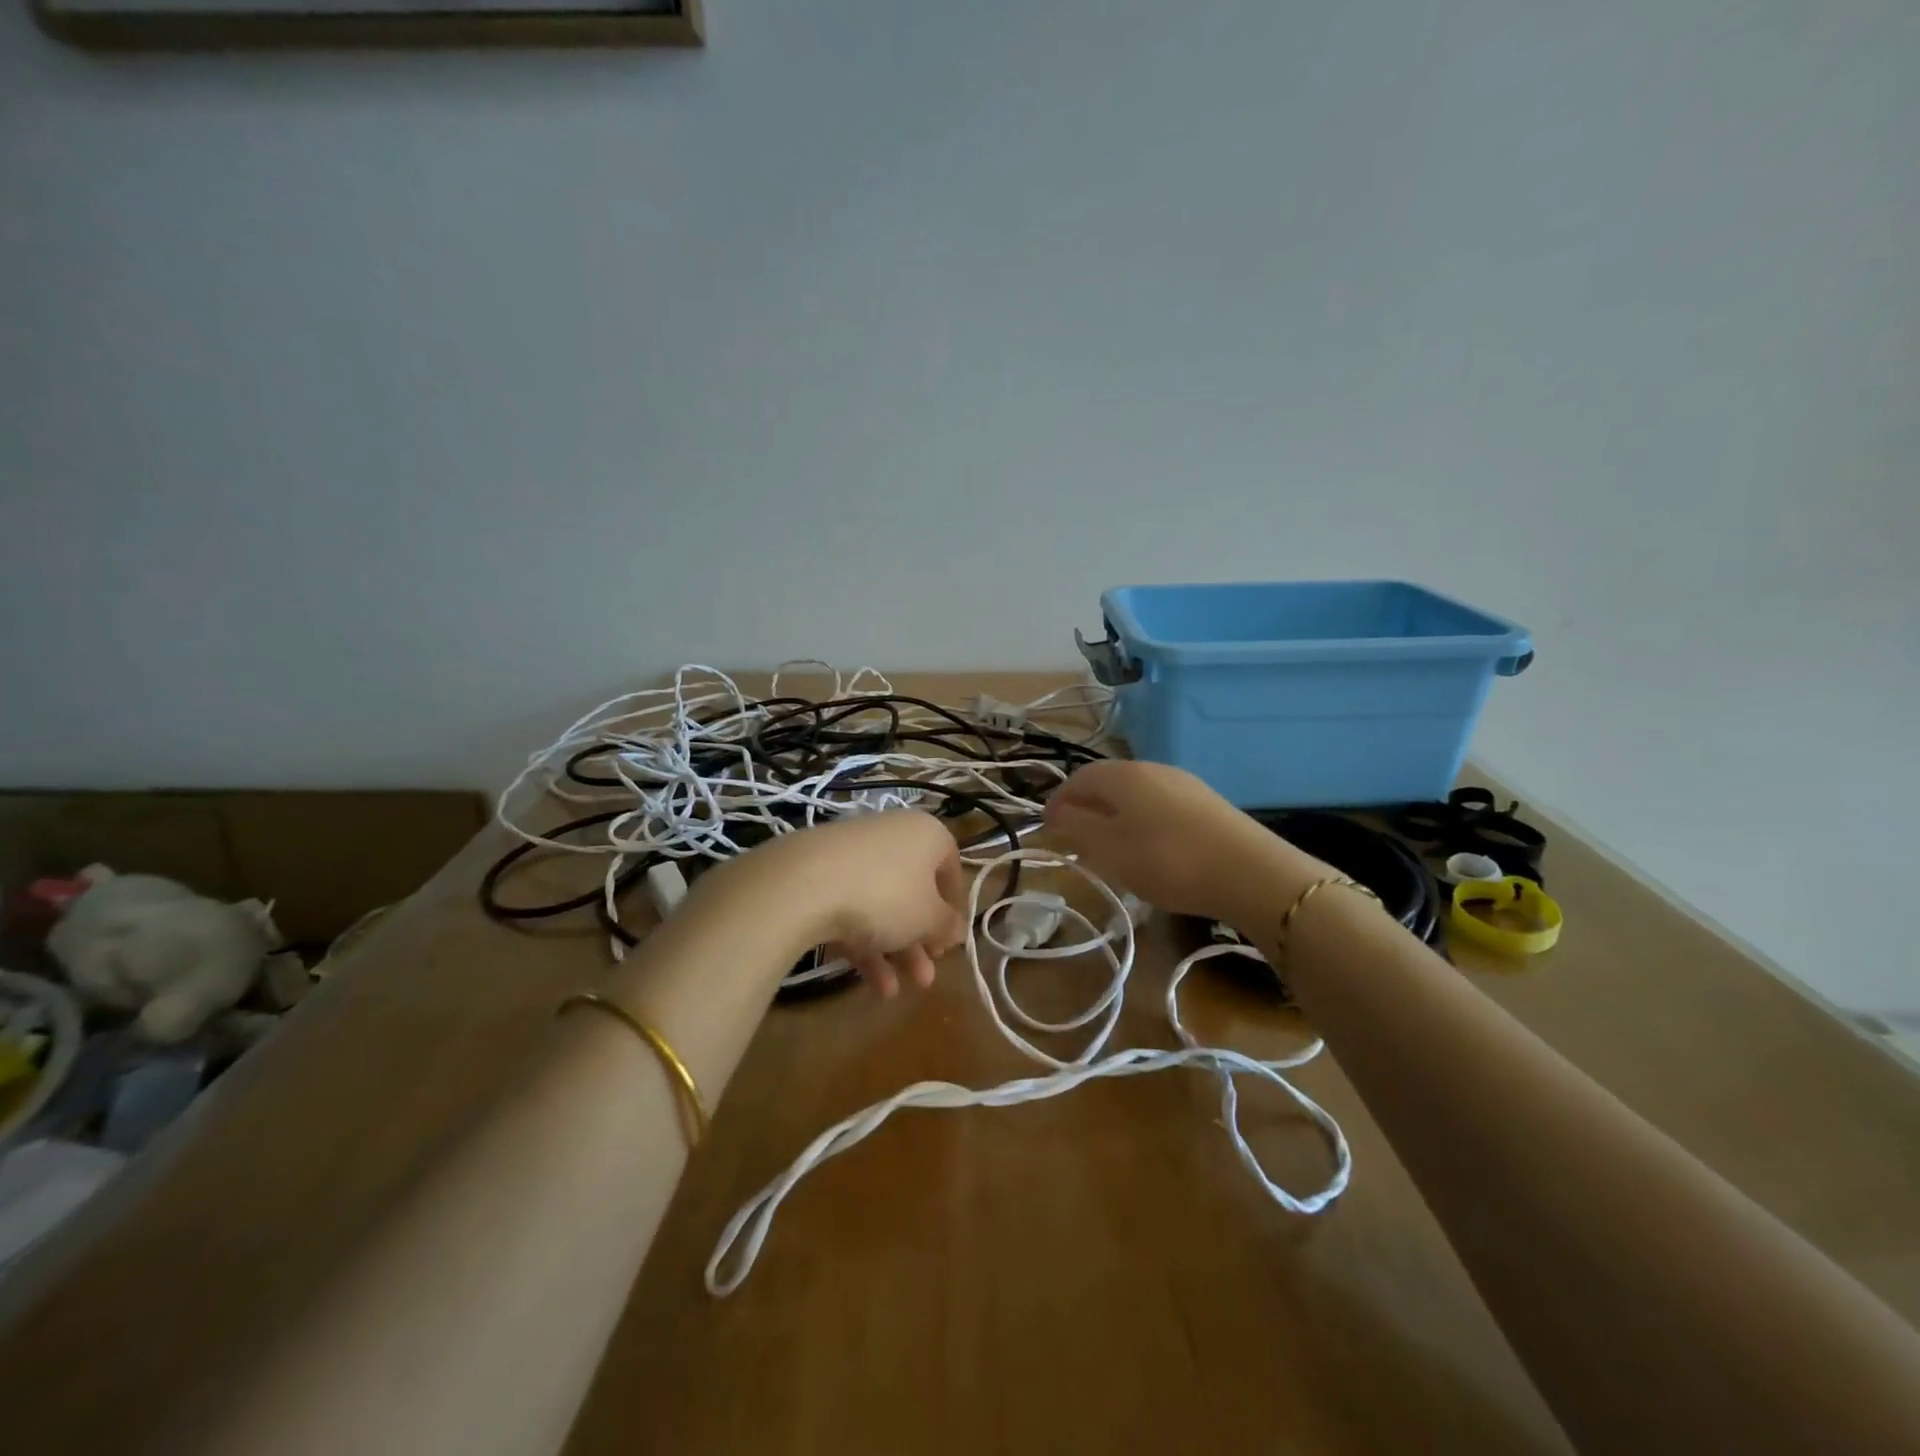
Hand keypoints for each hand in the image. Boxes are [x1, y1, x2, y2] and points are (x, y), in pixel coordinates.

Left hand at [754, 811, 967, 998]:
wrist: (805, 883)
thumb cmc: (887, 894)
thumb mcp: (928, 918)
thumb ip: (948, 926)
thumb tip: (958, 929)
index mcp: (926, 834)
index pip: (950, 867)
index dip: (953, 908)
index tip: (949, 941)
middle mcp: (892, 835)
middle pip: (913, 891)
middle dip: (920, 941)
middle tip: (925, 977)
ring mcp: (853, 853)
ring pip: (882, 904)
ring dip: (893, 951)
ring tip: (895, 993)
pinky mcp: (820, 873)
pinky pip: (851, 908)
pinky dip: (863, 943)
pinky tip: (870, 985)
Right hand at [1043, 760, 1331, 924]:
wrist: (1249, 873)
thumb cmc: (1165, 859)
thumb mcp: (1108, 849)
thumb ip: (1075, 827)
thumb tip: (1055, 812)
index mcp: (1123, 774)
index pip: (1078, 778)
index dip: (1059, 800)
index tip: (1047, 826)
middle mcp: (1152, 768)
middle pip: (1108, 783)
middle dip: (1087, 807)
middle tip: (1075, 837)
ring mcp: (1184, 783)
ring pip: (1136, 795)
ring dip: (1115, 815)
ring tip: (1111, 846)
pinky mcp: (1208, 803)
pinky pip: (1161, 806)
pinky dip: (1143, 822)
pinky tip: (1151, 849)